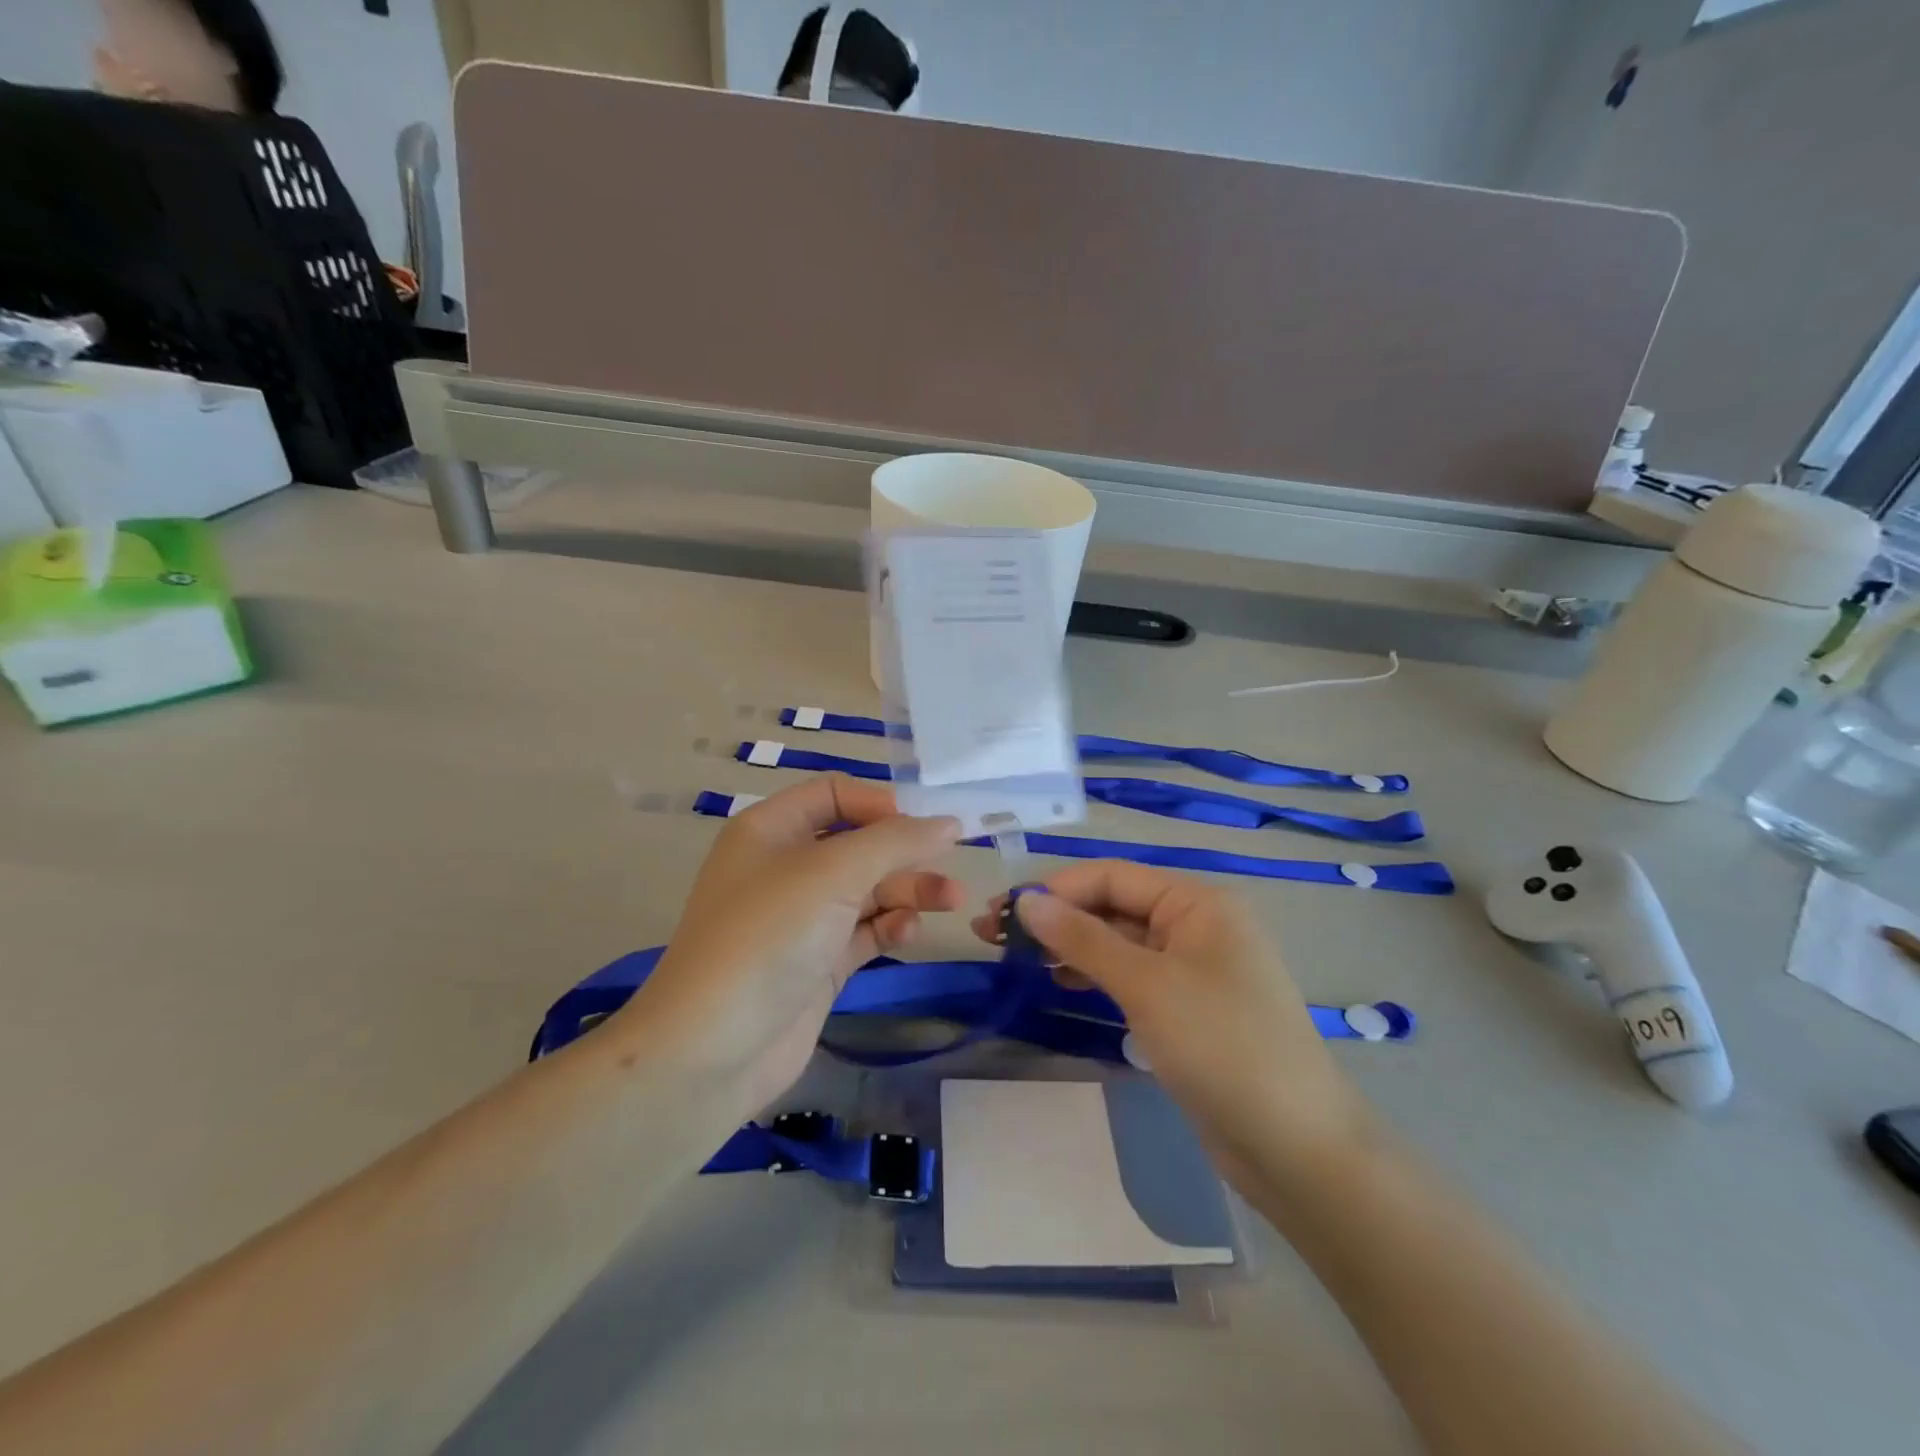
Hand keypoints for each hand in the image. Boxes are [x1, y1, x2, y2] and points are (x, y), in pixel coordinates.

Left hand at [618, 776, 962, 1119]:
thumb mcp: (833, 873)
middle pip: (858, 844)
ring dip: (909, 890)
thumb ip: (896, 841)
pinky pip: (863, 931)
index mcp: (771, 830)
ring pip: (866, 889)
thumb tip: (949, 823)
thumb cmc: (768, 935)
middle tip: (952, 865)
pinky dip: (889, 926)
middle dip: (905, 852)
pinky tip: (909, 932)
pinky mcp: (817, 962)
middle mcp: (784, 867)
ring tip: (952, 900)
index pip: (834, 794)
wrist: (712, 1049)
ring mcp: (801, 918)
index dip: (880, 803)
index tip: (922, 824)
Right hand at [975, 862, 1372, 1186]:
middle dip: (1056, 918)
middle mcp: (1195, 925)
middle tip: (993, 937)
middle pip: (1113, 906)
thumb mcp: (1146, 985)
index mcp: (1195, 903)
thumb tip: (1026, 900)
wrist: (1297, 1148)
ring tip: (1016, 961)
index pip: (1111, 877)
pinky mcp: (1186, 1010)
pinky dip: (1095, 976)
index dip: (1055, 889)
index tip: (1001, 911)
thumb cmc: (1222, 1046)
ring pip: (1119, 943)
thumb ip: (1083, 939)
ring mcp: (1192, 969)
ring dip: (1070, 947)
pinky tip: (1060, 983)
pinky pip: (1132, 977)